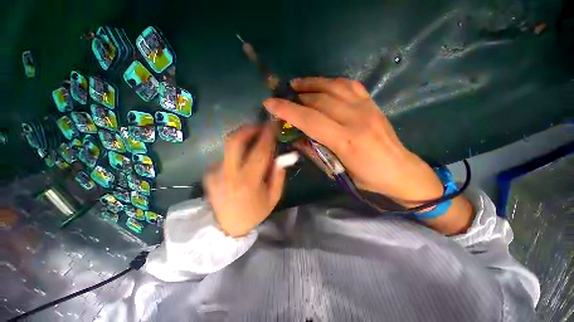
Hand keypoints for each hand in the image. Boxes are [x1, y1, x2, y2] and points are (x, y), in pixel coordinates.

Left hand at [203, 124, 285, 236]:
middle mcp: (229, 174)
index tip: (273, 124)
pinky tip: (241, 162)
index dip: (267, 135)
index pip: (259, 151)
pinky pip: (225, 156)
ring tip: (253, 142)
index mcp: (249, 182)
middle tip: (259, 127)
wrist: (227, 227)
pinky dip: (236, 153)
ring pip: (229, 146)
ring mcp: (215, 173)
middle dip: (248, 129)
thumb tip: (283, 154)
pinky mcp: (208, 174)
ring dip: (243, 139)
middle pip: (234, 141)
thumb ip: (278, 174)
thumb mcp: (273, 197)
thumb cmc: (255, 212)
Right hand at [263, 77, 443, 205]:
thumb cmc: (367, 178)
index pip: (310, 119)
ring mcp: (366, 108)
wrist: (400, 171)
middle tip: (281, 97)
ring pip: (334, 87)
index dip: (287, 110)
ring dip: (312, 84)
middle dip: (296, 97)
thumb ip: (315, 151)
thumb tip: (297, 137)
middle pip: (319, 100)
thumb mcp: (337, 170)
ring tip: (296, 84)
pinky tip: (321, 84)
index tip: (269, 103)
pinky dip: (331, 82)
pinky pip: (350, 85)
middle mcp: (356, 119)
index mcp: (346, 140)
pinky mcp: (372, 104)